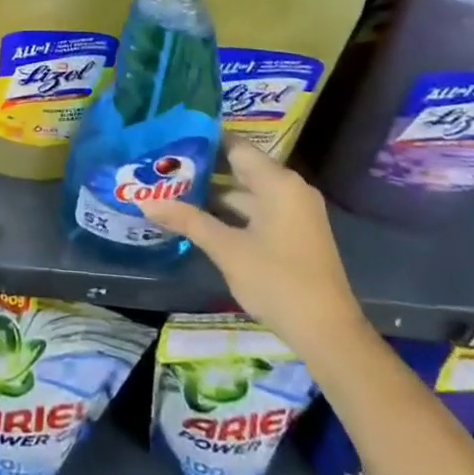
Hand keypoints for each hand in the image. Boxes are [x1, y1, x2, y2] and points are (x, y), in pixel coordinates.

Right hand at [142, 145, 364, 353]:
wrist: (328, 335)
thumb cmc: (277, 281)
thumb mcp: (227, 249)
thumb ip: (187, 220)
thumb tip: (145, 203)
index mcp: (278, 182)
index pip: (233, 145)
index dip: (201, 141)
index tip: (168, 139)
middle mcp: (289, 188)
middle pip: (239, 167)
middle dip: (202, 168)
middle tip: (162, 165)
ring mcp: (293, 212)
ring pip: (246, 191)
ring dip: (213, 193)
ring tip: (172, 189)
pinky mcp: (293, 233)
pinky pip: (256, 210)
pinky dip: (230, 211)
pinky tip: (199, 216)